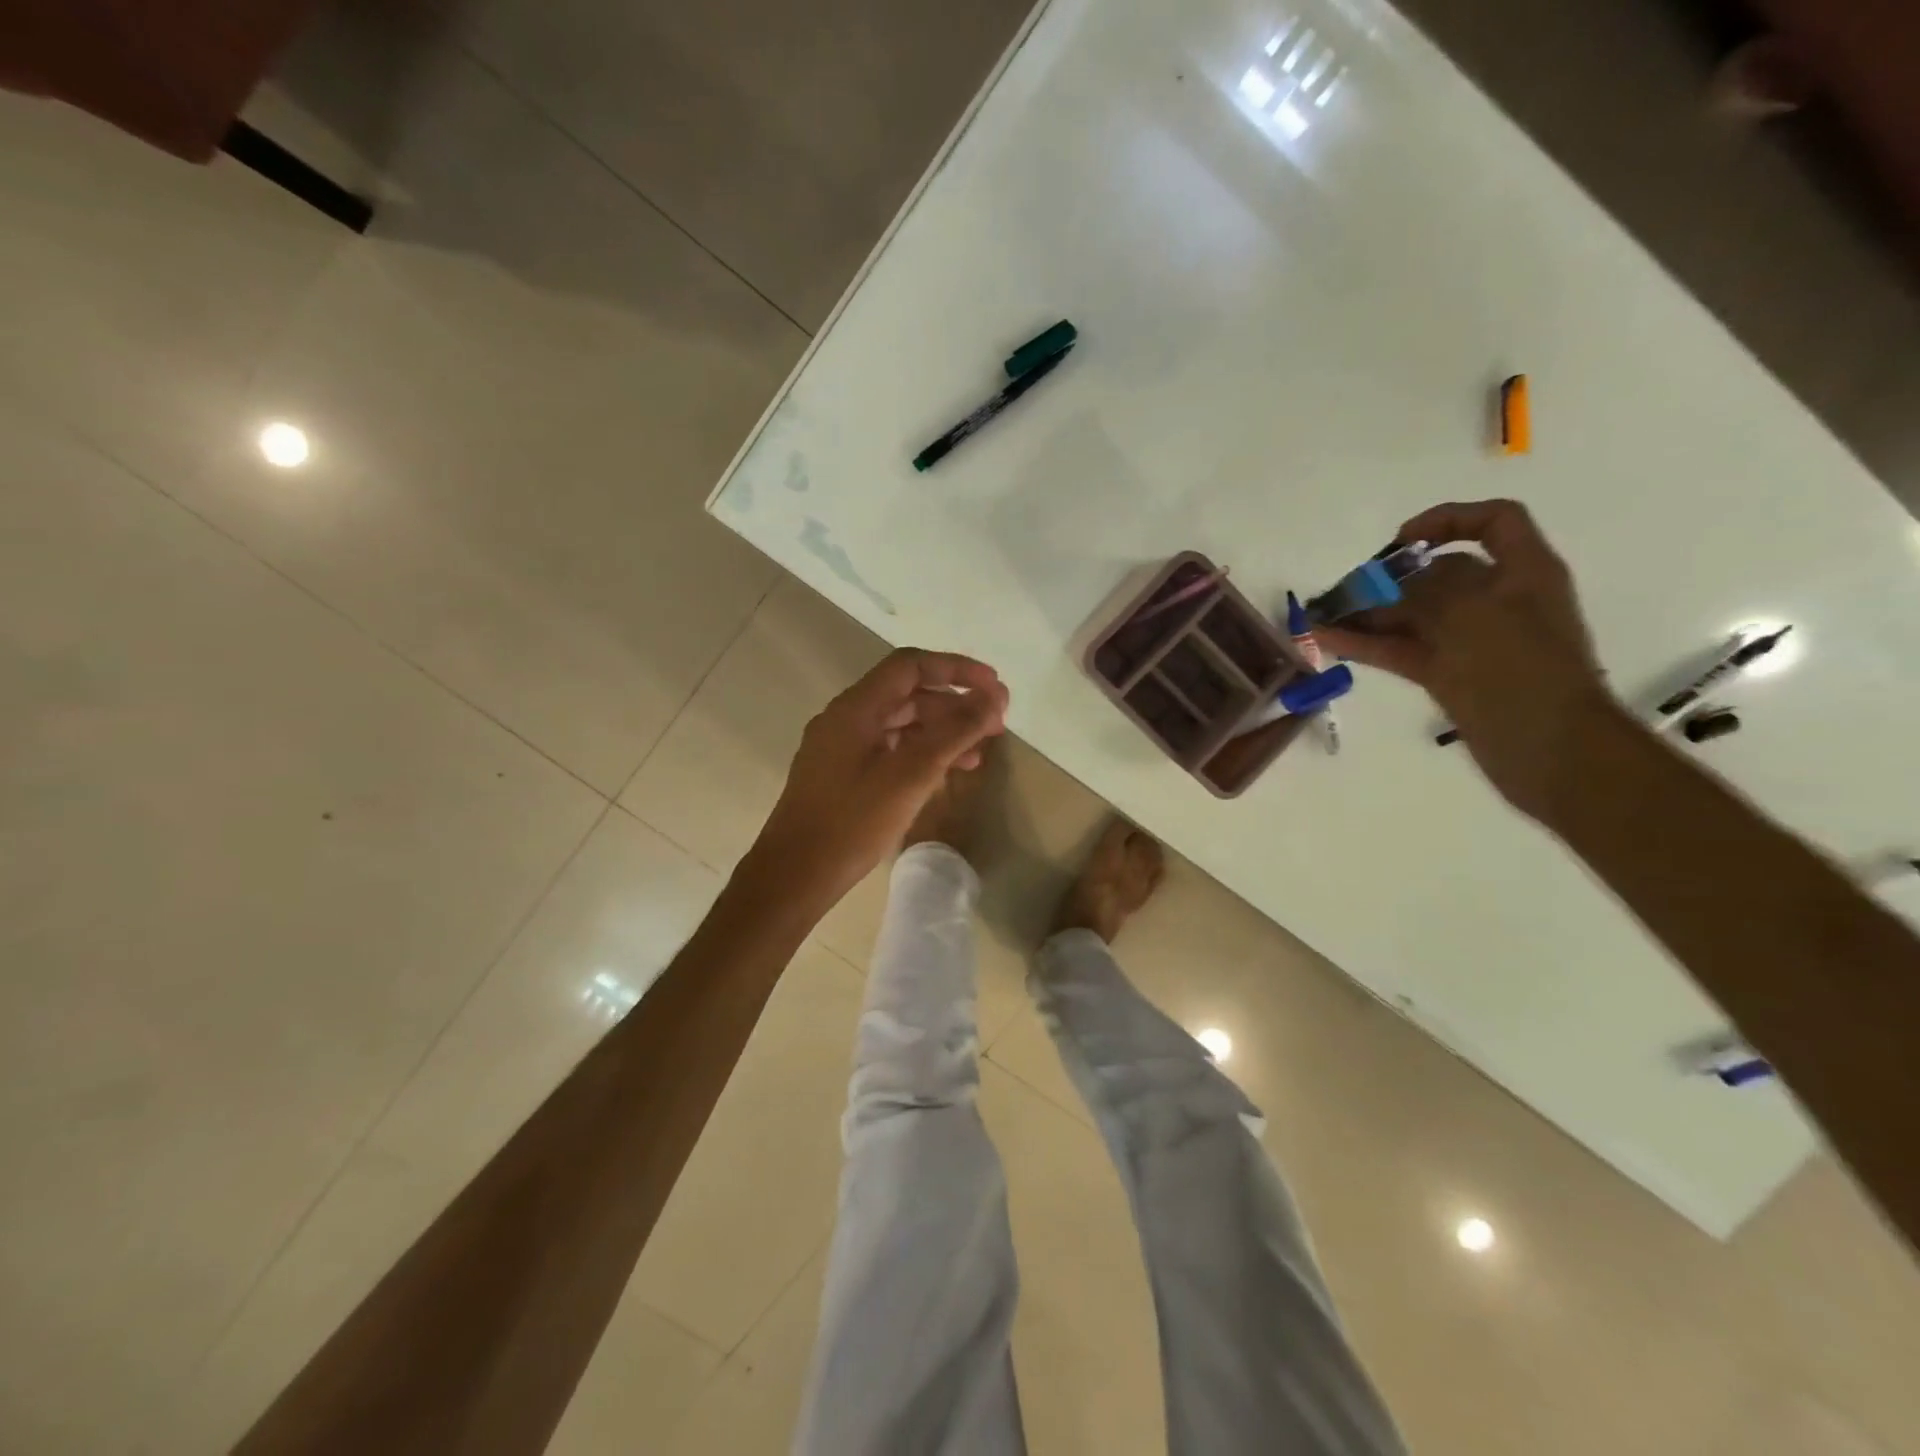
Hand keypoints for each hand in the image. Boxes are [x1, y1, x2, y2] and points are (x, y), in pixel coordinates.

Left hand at [745, 648, 1009, 910]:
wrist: (794, 876)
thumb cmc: (852, 823)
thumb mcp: (911, 775)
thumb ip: (955, 732)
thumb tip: (993, 698)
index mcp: (856, 708)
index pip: (911, 665)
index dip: (956, 669)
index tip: (994, 687)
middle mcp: (845, 718)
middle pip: (907, 694)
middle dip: (954, 705)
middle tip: (995, 724)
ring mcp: (840, 747)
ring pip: (900, 725)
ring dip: (941, 732)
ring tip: (978, 755)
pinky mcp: (841, 775)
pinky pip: (889, 749)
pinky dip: (920, 754)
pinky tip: (943, 775)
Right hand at [1315, 499, 1621, 819]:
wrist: (1550, 749)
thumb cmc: (1519, 668)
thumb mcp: (1469, 612)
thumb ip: (1426, 589)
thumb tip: (1393, 586)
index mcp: (1523, 572)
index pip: (1493, 522)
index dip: (1447, 519)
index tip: (1401, 541)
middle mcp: (1499, 600)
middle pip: (1439, 573)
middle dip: (1390, 578)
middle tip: (1345, 590)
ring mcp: (1473, 641)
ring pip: (1414, 615)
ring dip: (1370, 613)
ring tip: (1322, 618)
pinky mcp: (1452, 676)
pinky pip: (1404, 650)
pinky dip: (1370, 644)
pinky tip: (1331, 641)